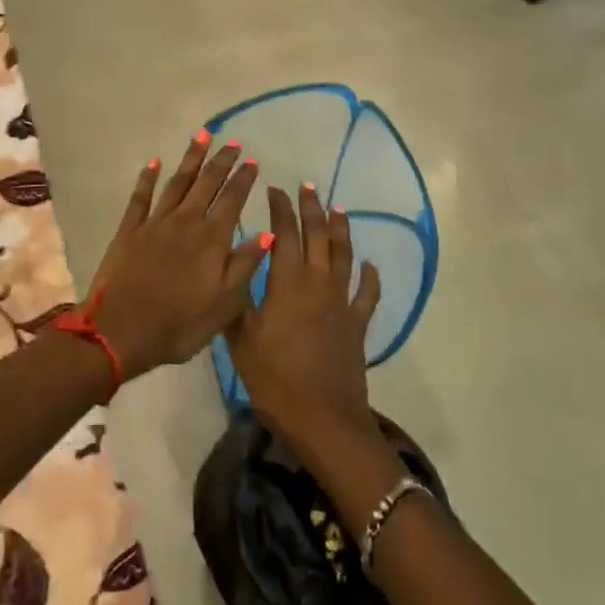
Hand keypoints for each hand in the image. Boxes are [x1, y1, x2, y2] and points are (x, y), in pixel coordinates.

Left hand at [85, 134, 266, 382]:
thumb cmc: (179, 325)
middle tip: (232, 141)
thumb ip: (245, 265)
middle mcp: (185, 222)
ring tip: (202, 136)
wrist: (120, 332)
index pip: (232, 200)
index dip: (243, 179)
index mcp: (211, 239)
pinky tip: (154, 162)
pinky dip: (147, 178)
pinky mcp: (129, 230)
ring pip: (177, 182)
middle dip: (221, 160)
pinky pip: (140, 197)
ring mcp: (155, 223)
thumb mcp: (224, 305)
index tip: (252, 160)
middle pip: (206, 183)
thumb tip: (268, 233)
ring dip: (191, 158)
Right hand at [224, 185, 381, 467]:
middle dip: (311, 208)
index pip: (284, 234)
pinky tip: (370, 265)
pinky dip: (370, 277)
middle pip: (317, 236)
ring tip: (338, 208)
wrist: (323, 418)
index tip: (274, 188)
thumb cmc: (275, 379)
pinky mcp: (357, 325)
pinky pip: (367, 294)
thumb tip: (234, 265)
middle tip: (307, 187)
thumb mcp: (242, 339)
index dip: (279, 209)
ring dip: (340, 230)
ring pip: (343, 256)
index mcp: (288, 283)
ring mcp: (342, 303)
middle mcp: (318, 283)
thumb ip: (237, 300)